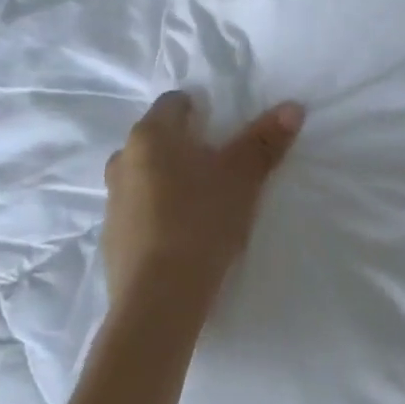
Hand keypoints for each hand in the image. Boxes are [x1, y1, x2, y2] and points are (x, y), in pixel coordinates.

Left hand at [102, 92, 304, 314]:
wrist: (159, 300)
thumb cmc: (201, 220)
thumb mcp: (243, 177)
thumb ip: (265, 140)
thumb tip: (292, 107)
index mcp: (150, 136)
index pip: (174, 103)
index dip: (202, 109)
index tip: (227, 129)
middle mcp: (123, 161)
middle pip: (159, 139)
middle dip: (188, 146)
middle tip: (222, 163)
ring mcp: (112, 202)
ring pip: (147, 175)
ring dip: (172, 179)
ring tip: (206, 200)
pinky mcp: (112, 239)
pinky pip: (140, 209)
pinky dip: (160, 211)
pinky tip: (186, 232)